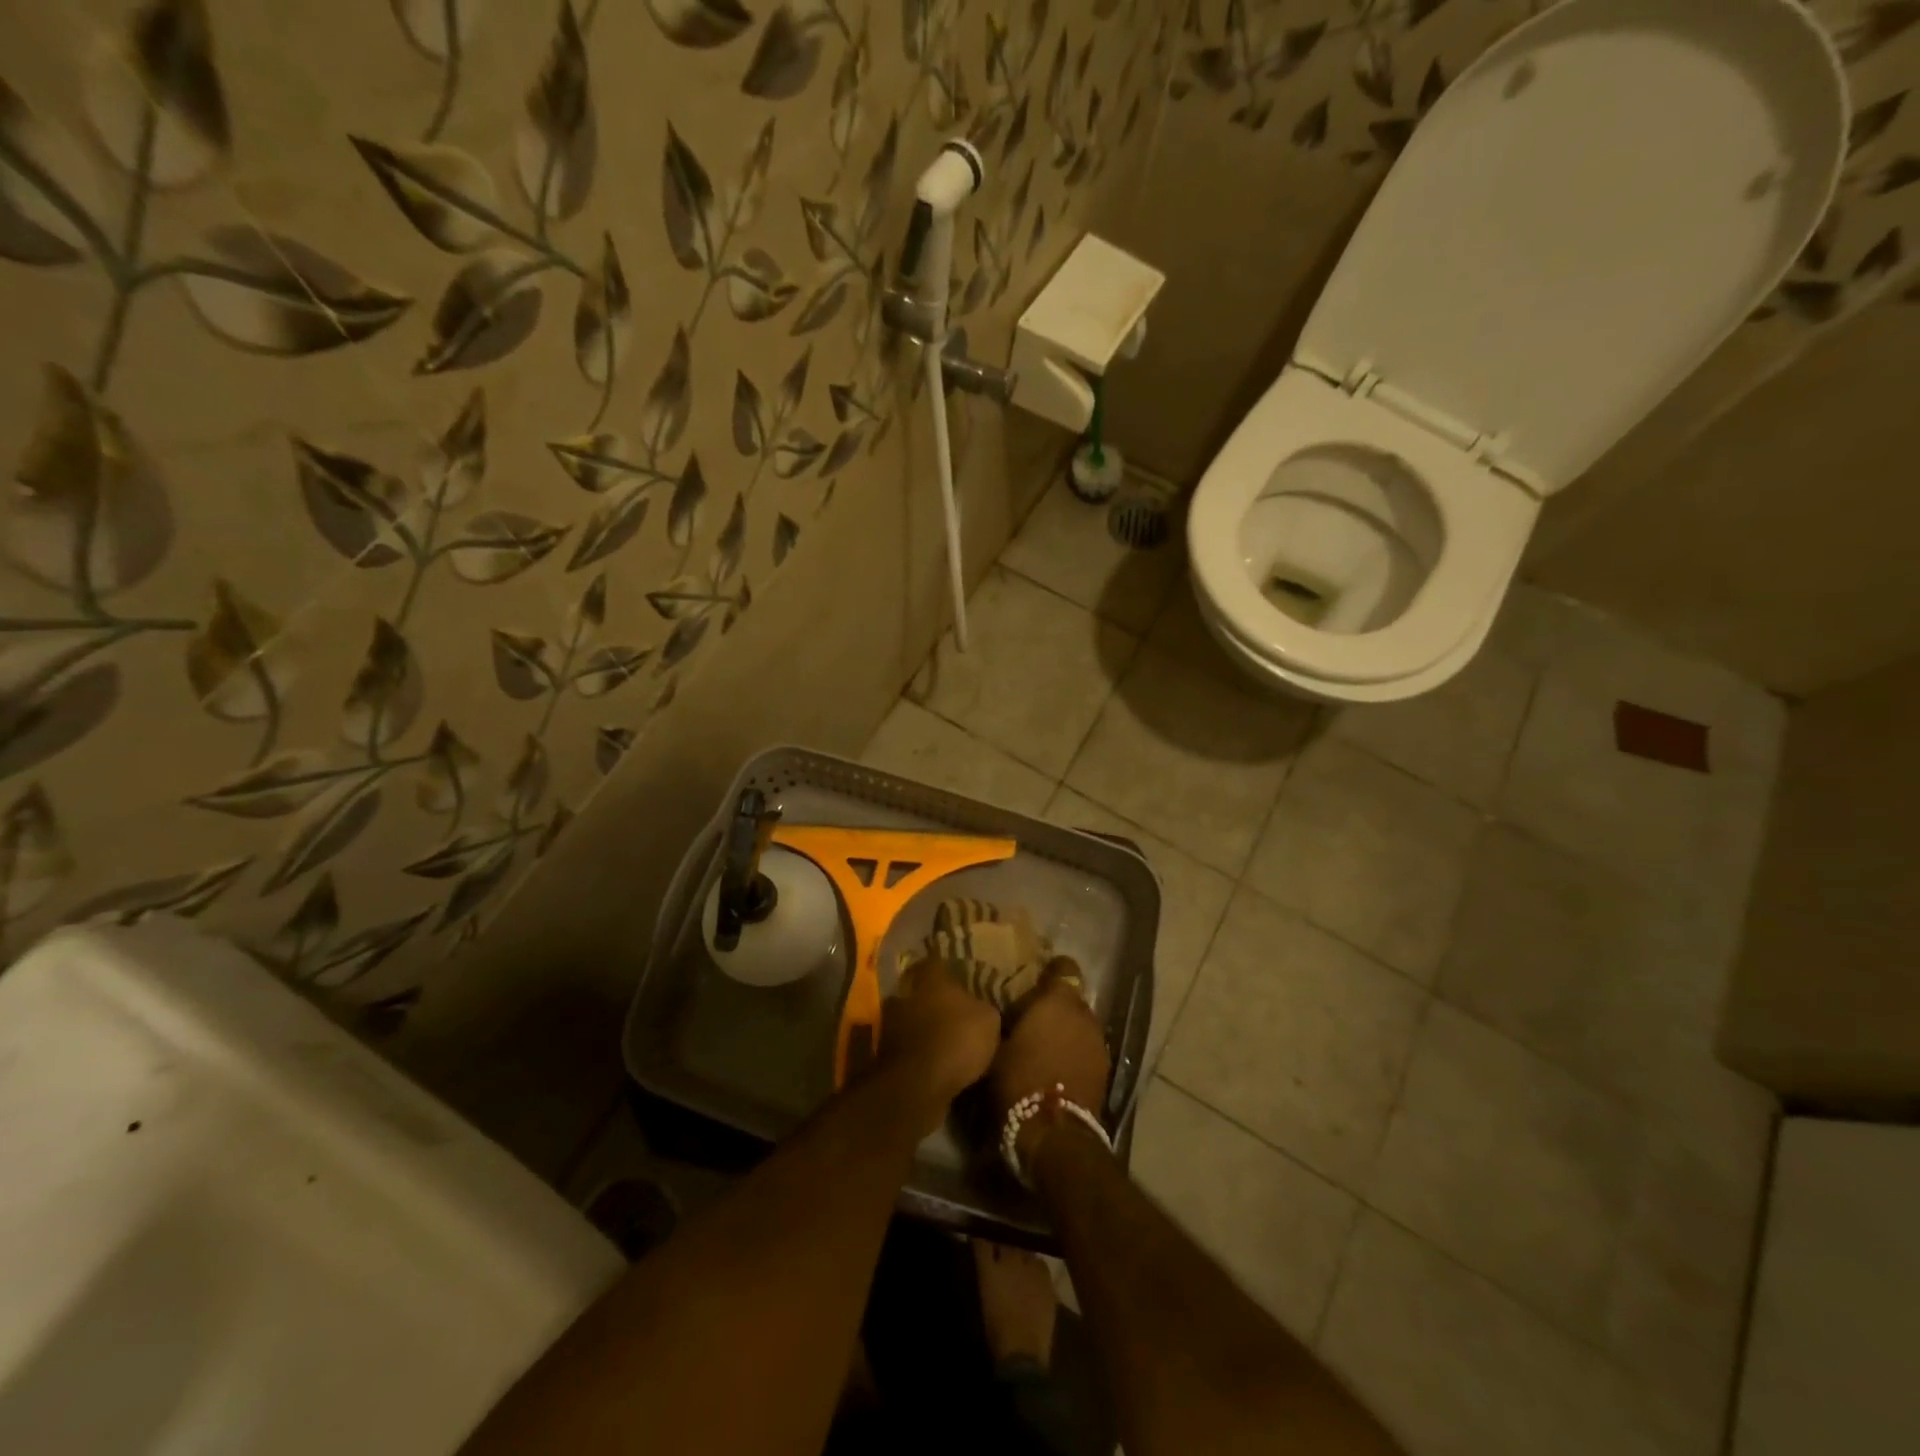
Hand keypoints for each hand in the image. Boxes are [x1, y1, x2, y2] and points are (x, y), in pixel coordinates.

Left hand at [879, 958, 1001, 1114]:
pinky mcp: (884, 1051)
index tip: (961, 977)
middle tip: (954, 1009)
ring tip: (944, 1038)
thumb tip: (980, 1007)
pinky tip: (934, 1060)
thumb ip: (983, 1007)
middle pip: (919, 988)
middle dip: (934, 998)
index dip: (949, 969)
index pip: (937, 961)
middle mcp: (905, 992)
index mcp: (930, 977)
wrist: (918, 1085)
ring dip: (923, 1025)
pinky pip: (906, 1044)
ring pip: (910, 1016)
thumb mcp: (988, 1020)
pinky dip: (917, 1049)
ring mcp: (890, 1022)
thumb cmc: (957, 1040)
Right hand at [990, 957, 1111, 1165]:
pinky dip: (1076, 1051)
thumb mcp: (996, 1045)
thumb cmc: (1019, 1080)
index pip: (1064, 967)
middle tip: (1032, 1016)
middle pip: (1073, 998)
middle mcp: (1084, 1013)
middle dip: (1056, 1005)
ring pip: (1081, 1024)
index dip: (1051, 972)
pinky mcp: (1105, 1069)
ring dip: (1067, 1029)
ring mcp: (1098, 1042)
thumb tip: (1005, 1012)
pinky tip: (1058, 1066)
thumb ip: (1005, 1020)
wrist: (1054, 1133)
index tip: (1034, 981)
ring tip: (1045, 1044)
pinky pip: (1087, 1048)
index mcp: (1058, 1000)